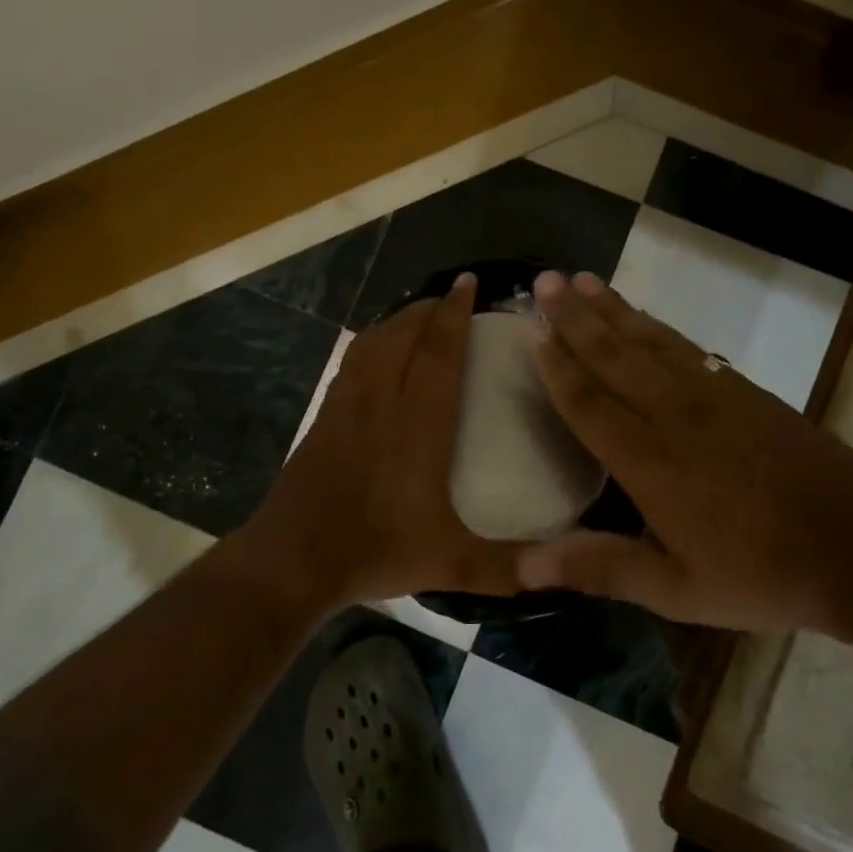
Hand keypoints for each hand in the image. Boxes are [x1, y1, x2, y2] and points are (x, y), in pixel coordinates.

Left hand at [244, 273, 522, 607]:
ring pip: (374, 341)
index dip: (454, 314)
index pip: (437, 352)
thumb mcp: (450, 563)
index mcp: (417, 423)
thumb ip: (506, 566)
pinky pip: (354, 360)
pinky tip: (380, 351)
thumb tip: (560, 568)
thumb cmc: (375, 549)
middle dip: (429, 308)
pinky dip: (373, 341)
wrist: (292, 559)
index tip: (468, 283)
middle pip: (403, 334)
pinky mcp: (325, 414)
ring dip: (399, 319)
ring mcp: (347, 404)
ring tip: (420, 315)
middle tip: (453, 296)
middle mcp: (381, 400)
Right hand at [517, 270, 852, 632]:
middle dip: (574, 317)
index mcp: (648, 460)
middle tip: (544, 281)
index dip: (556, 365)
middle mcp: (672, 413)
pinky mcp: (741, 388)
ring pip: (648, 340)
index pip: (588, 401)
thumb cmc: (759, 572)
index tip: (530, 329)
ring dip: (611, 308)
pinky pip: (685, 345)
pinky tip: (642, 315)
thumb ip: (601, 568)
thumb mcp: (677, 589)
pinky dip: (655, 324)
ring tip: (581, 280)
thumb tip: (525, 567)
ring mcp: (711, 394)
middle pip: (613, 355)